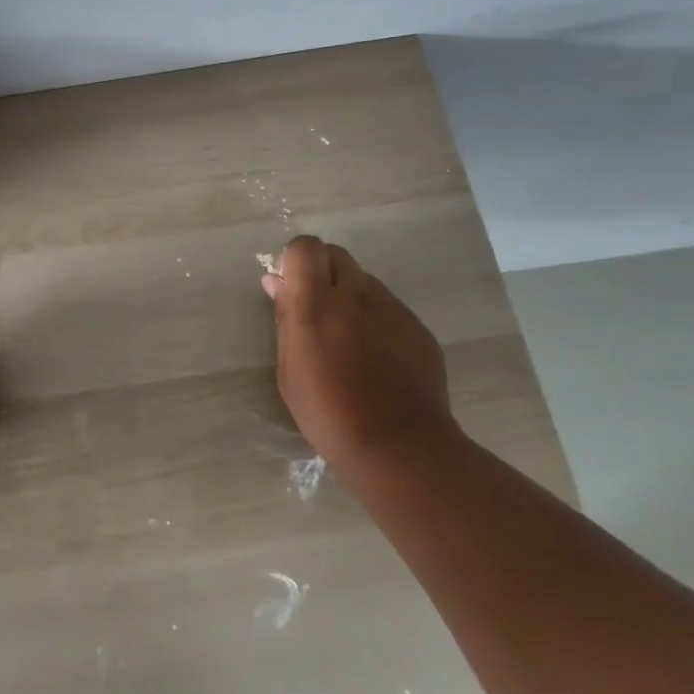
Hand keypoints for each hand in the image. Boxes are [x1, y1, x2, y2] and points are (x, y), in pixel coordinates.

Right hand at [263, 236, 458, 478]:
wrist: (399, 445)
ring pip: (365, 281)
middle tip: (318, 310)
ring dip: (351, 296)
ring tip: (350, 341)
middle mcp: (355, 295)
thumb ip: (284, 320)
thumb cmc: (329, 414)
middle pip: (337, 255)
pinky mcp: (417, 327)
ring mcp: (392, 308)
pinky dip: (378, 320)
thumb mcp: (289, 371)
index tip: (292, 288)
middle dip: (323, 272)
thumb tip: (276, 283)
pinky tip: (378, 359)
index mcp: (316, 304)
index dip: (296, 261)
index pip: (305, 247)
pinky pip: (390, 307)